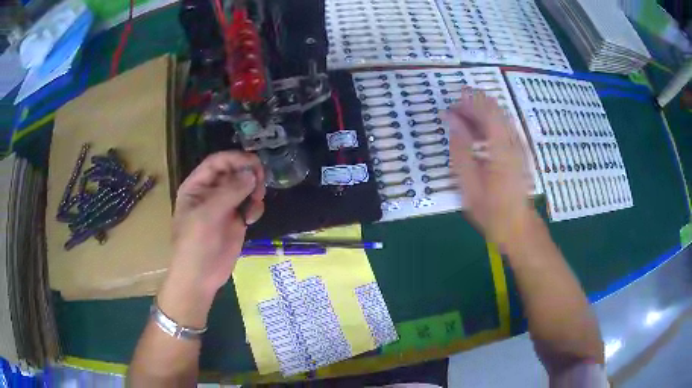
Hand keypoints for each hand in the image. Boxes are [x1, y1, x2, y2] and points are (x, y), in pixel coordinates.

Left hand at [170, 151, 265, 294]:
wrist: (199, 278)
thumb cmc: (195, 245)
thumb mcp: (207, 215)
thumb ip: (229, 192)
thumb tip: (252, 174)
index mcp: (197, 186)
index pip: (217, 162)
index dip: (236, 159)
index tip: (256, 165)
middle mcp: (211, 192)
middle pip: (234, 171)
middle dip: (248, 175)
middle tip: (260, 185)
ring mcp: (224, 206)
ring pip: (245, 187)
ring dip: (254, 191)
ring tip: (255, 205)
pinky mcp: (236, 220)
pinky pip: (250, 205)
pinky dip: (255, 207)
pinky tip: (252, 219)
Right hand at [445, 89, 533, 248]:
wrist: (518, 227)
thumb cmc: (491, 211)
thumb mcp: (469, 185)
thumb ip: (461, 150)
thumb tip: (453, 121)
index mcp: (502, 149)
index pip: (488, 111)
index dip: (469, 102)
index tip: (451, 104)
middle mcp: (514, 142)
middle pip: (495, 110)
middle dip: (473, 105)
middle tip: (453, 112)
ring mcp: (519, 146)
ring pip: (500, 117)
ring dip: (480, 114)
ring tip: (460, 123)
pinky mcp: (519, 151)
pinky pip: (503, 128)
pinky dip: (488, 125)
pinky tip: (476, 136)